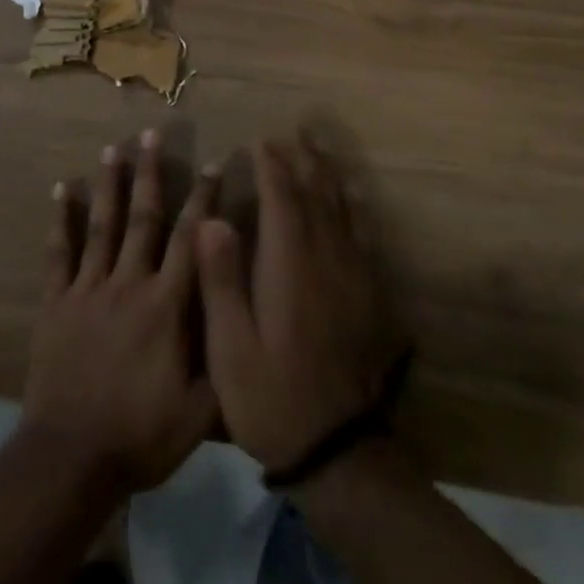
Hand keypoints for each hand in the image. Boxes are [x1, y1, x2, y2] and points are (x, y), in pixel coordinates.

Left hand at [22, 130, 218, 494]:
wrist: (71, 456)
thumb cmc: (142, 435)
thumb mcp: (202, 411)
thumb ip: (224, 360)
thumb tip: (246, 318)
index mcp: (167, 306)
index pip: (193, 240)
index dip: (205, 199)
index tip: (213, 163)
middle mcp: (129, 284)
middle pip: (144, 218)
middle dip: (152, 174)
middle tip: (153, 133)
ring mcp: (88, 290)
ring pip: (101, 225)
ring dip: (109, 184)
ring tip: (113, 148)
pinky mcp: (57, 302)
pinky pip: (59, 253)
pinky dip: (60, 220)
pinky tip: (61, 190)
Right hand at [198, 134, 401, 473]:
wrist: (340, 450)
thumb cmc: (271, 397)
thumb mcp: (229, 347)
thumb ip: (220, 280)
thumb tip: (213, 219)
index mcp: (290, 267)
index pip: (283, 201)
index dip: (272, 167)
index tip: (262, 141)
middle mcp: (327, 261)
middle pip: (318, 196)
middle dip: (305, 161)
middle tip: (295, 133)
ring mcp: (354, 278)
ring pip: (344, 212)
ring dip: (330, 178)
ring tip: (320, 153)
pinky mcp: (370, 297)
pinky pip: (362, 236)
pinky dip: (352, 209)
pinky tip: (350, 204)